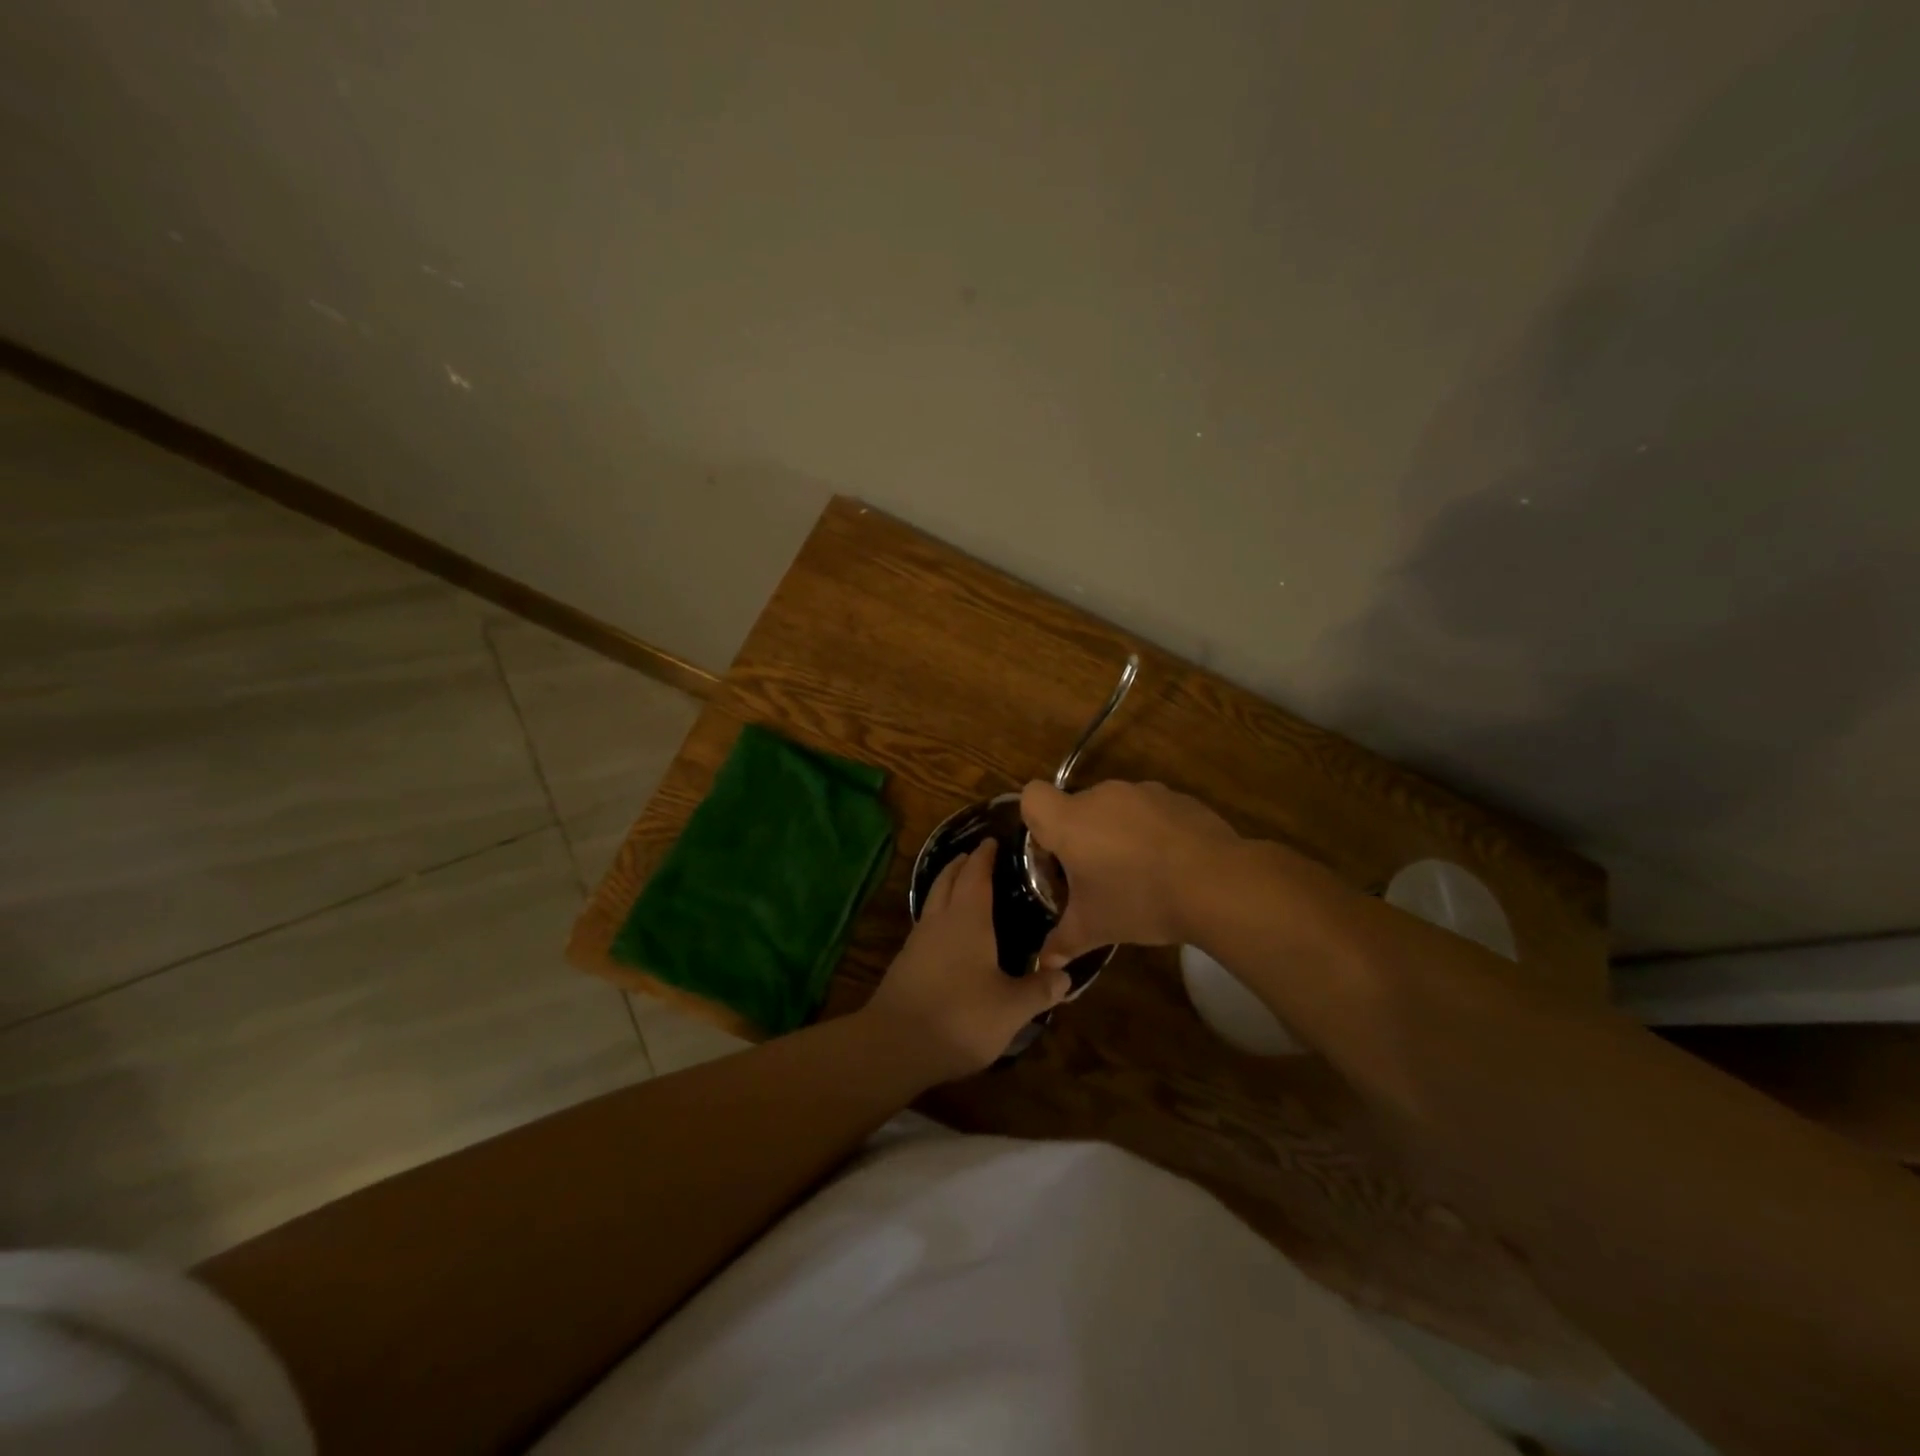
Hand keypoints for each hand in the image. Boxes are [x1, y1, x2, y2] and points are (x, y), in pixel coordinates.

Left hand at [862, 843, 1071, 1079]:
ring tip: (961, 887)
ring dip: (945, 886)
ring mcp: (918, 941)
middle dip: (961, 864)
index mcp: (968, 918)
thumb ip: (1040, 990)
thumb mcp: (1012, 1008)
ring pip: (932, 900)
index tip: (993, 840)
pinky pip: (926, 924)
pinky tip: (947, 934)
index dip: (985, 856)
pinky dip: (938, 914)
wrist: (895, 1045)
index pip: (976, 874)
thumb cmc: (961, 1017)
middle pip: (947, 880)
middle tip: (975, 855)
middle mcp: (940, 921)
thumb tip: (1066, 975)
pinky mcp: (905, 964)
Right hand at [1020, 779, 1239, 967]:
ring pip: (1116, 808)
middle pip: (1076, 807)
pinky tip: (1171, 865)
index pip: (1032, 796)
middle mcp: (1102, 796)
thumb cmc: (1139, 900)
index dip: (1036, 822)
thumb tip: (1044, 964)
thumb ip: (1062, 942)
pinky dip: (1152, 830)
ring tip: (1139, 873)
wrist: (1216, 883)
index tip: (1055, 855)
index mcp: (1070, 820)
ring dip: (1117, 832)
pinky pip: (1151, 811)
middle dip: (1081, 837)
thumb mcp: (1094, 928)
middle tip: (1096, 877)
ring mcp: (1143, 792)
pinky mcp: (1177, 798)